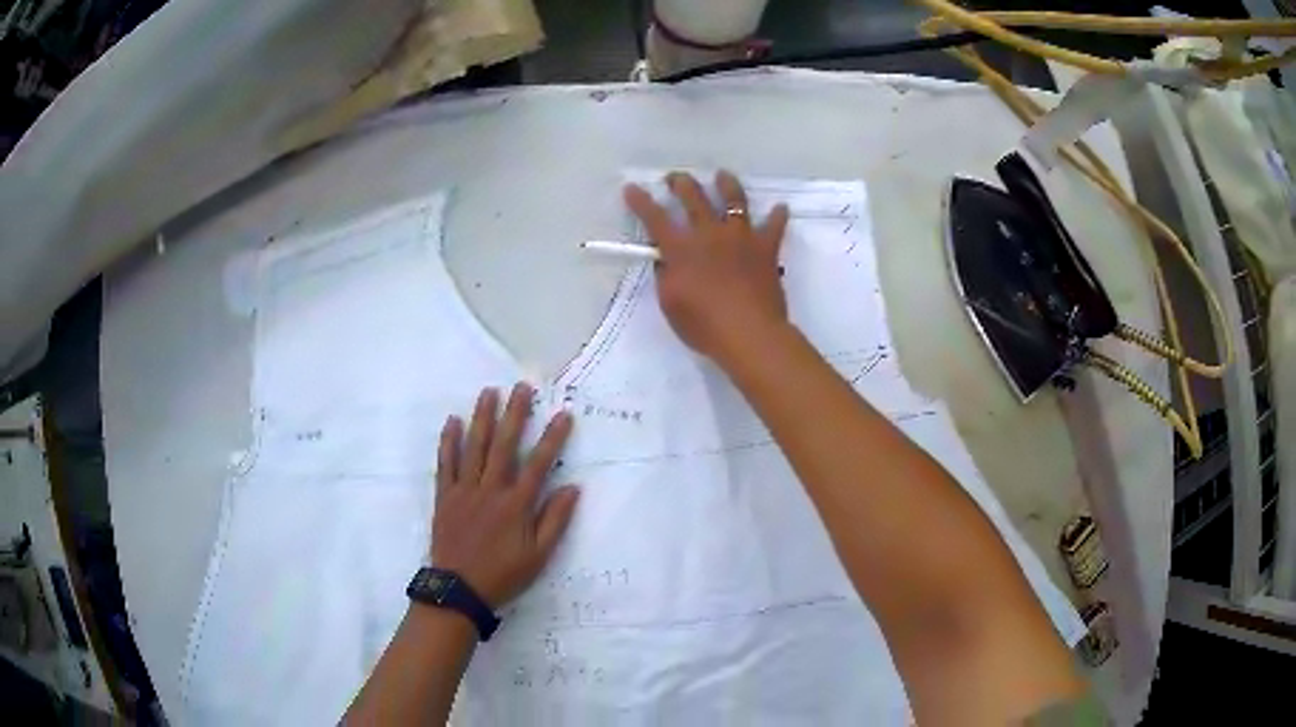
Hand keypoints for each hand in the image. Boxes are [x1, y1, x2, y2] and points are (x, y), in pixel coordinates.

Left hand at [430, 383, 579, 608]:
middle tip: (522, 387)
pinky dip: (449, 442)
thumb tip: (572, 488)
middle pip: (504, 446)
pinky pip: (445, 464)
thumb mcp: (538, 556)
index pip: (538, 464)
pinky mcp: (445, 497)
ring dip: (482, 418)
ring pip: (474, 448)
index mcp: (516, 505)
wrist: (458, 589)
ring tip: (489, 392)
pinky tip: (453, 422)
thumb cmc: (503, 574)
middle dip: (515, 414)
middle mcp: (490, 490)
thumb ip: (554, 521)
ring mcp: (464, 491)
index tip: (563, 415)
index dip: (552, 438)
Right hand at [624, 170, 790, 361]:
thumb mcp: (670, 303)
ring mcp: (740, 237)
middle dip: (682, 183)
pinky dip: (777, 216)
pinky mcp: (766, 248)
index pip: (655, 219)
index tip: (632, 188)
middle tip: (676, 177)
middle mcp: (709, 234)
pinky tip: (780, 208)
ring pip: (734, 201)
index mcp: (681, 248)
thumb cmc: (704, 325)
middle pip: (694, 198)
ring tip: (723, 175)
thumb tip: (666, 260)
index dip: (641, 202)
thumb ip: (666, 276)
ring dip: (726, 185)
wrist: (749, 333)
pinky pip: (774, 227)